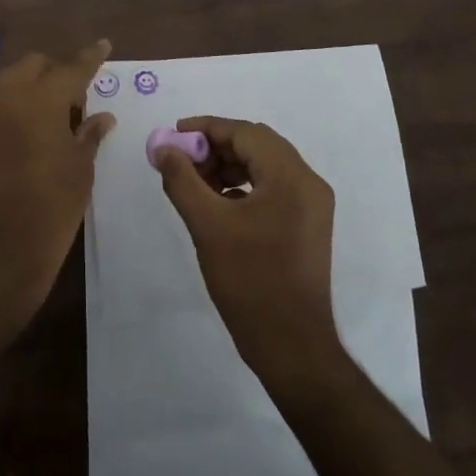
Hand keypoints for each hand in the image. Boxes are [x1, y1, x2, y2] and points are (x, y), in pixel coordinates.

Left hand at [0, 39, 114, 338]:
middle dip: (58, 73)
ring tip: (54, 119)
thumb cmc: (48, 214)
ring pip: (11, 80)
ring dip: (33, 87)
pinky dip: (15, 105)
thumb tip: (101, 116)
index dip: (91, 58)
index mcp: (39, 100)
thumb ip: (88, 135)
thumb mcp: (79, 173)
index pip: (71, 68)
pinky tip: (30, 133)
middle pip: (35, 66)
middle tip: (78, 102)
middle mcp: (6, 96)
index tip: (104, 45)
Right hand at [155, 116, 341, 387]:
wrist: (293, 347)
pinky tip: (218, 203)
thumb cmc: (250, 281)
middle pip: (257, 145)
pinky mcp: (308, 225)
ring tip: (195, 182)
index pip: (245, 133)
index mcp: (291, 176)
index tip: (174, 135)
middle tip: (182, 160)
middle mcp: (309, 182)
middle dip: (216, 147)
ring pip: (265, 166)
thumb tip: (163, 148)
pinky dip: (244, 186)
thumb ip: (182, 180)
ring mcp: (312, 205)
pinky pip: (273, 188)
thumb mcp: (208, 226)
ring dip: (229, 166)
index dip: (207, 128)